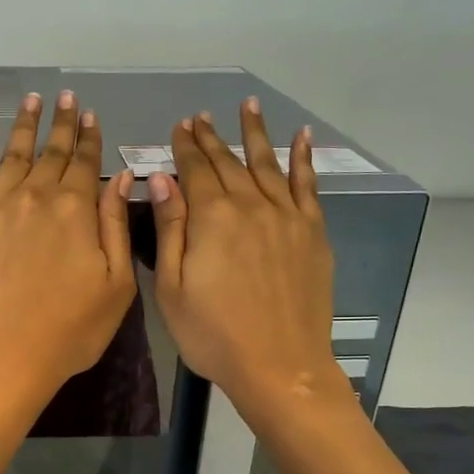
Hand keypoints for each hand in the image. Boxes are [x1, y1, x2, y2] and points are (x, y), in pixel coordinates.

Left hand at [0, 91, 137, 414]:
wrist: (3, 355)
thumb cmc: (70, 329)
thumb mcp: (116, 284)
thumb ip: (115, 225)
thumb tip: (121, 177)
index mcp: (76, 210)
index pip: (85, 163)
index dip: (89, 137)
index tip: (90, 114)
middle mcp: (35, 196)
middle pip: (51, 152)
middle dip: (60, 122)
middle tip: (65, 96)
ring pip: (13, 153)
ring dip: (24, 125)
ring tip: (31, 99)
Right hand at [147, 101, 344, 430]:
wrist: (279, 366)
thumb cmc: (213, 334)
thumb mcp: (172, 288)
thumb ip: (169, 228)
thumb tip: (161, 179)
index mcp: (212, 218)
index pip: (195, 170)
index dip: (185, 147)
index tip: (179, 127)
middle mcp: (251, 205)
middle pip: (228, 163)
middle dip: (211, 138)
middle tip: (201, 117)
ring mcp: (286, 216)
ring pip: (267, 164)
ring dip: (255, 134)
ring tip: (248, 107)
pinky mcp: (312, 232)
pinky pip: (308, 185)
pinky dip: (304, 158)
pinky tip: (302, 137)